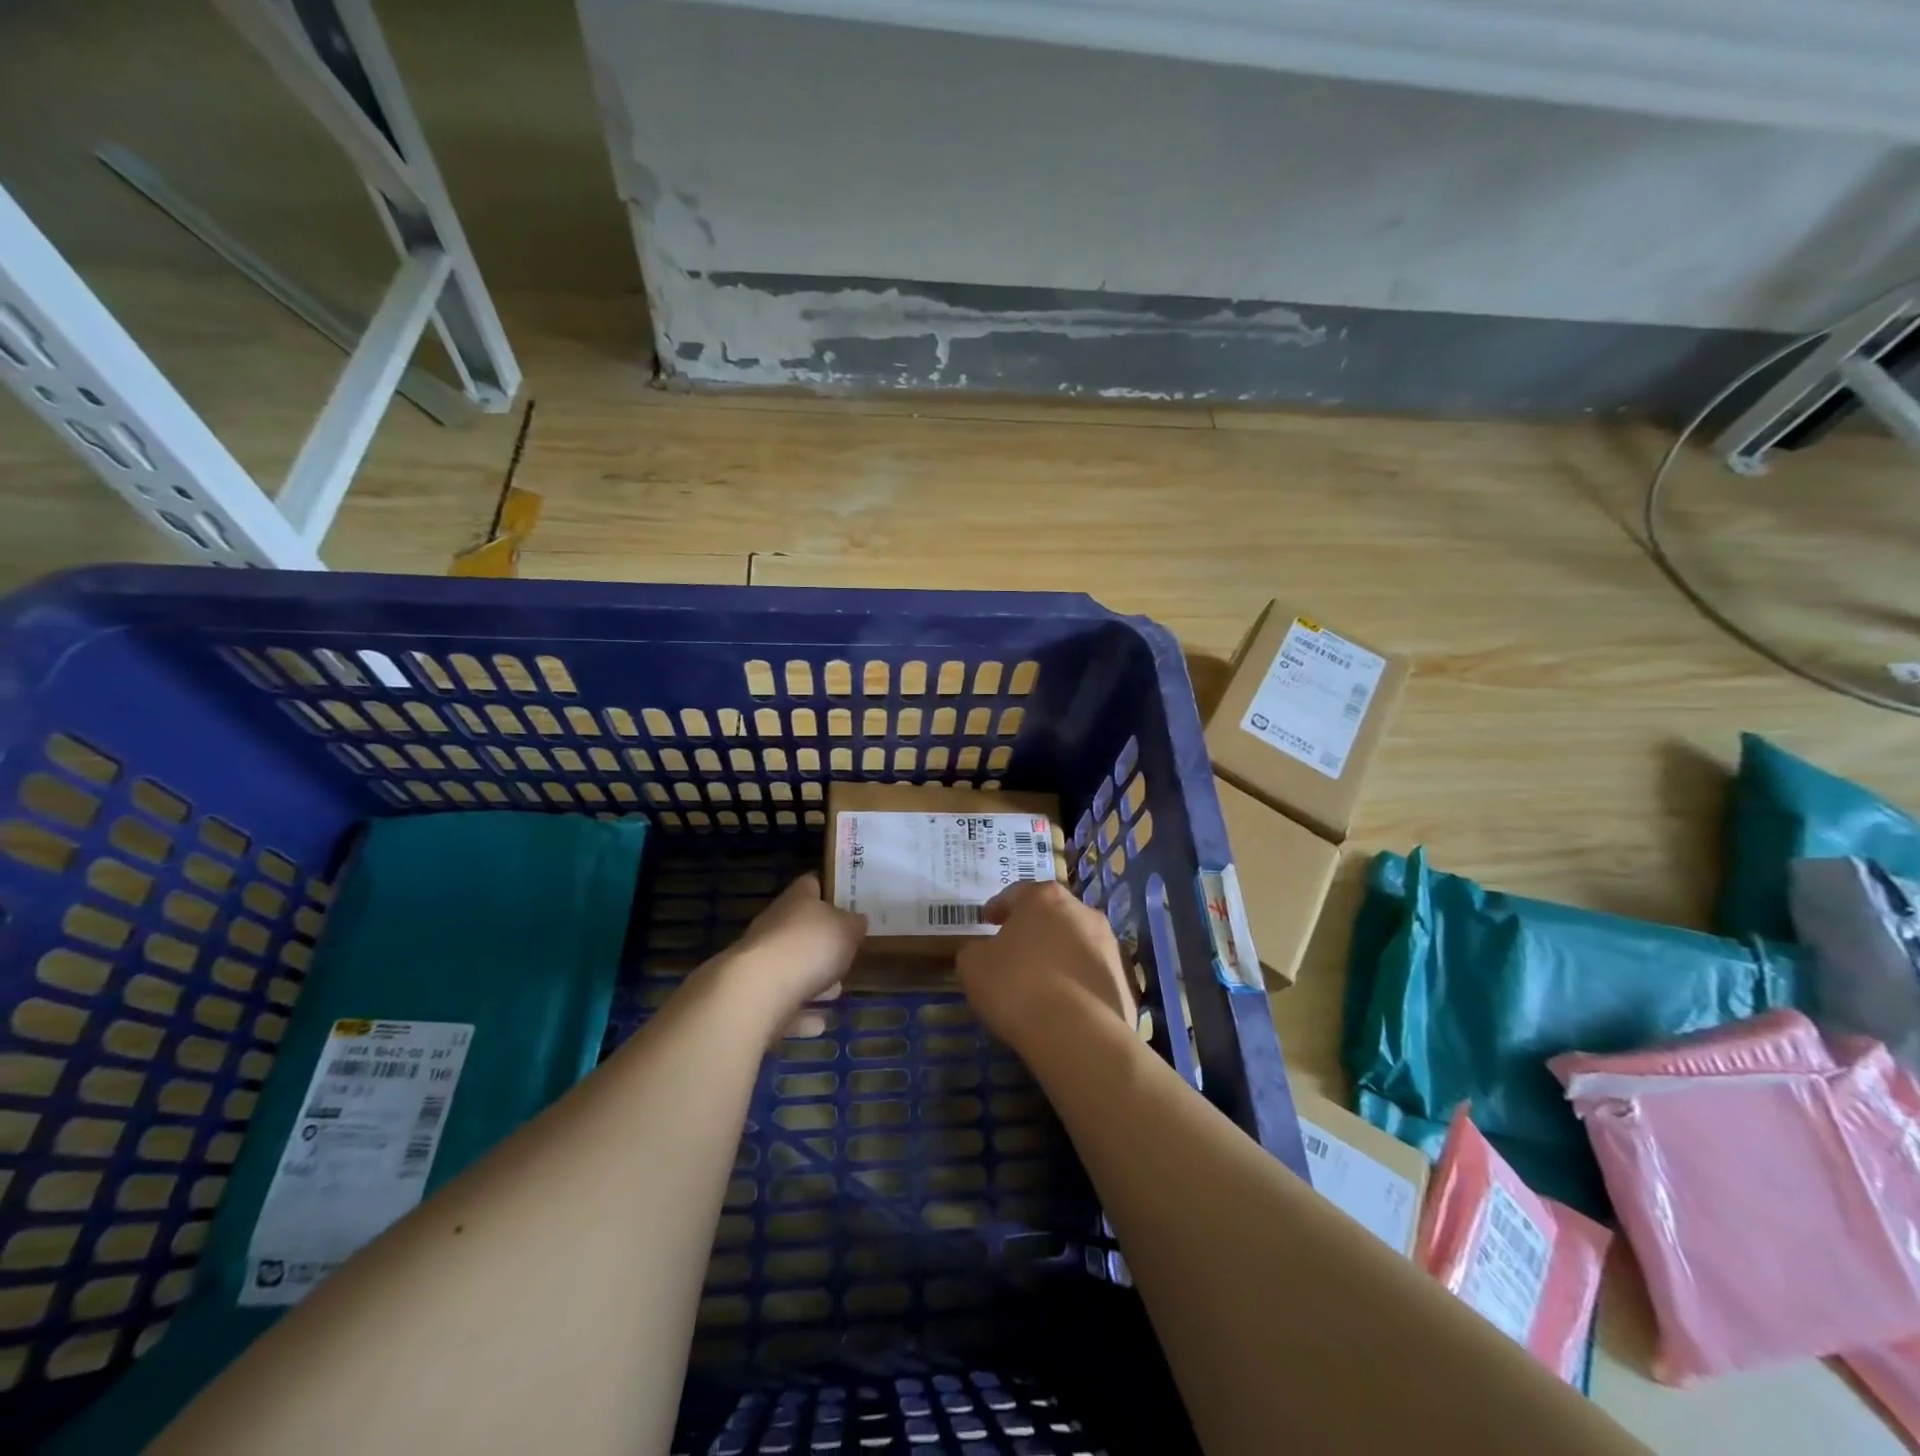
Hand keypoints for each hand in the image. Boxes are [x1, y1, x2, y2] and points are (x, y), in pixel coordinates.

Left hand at [718, 874, 864, 1037]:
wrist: (755, 993)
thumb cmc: (808, 947)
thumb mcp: (847, 930)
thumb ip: (853, 924)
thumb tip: (857, 920)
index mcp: (796, 900)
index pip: (810, 884)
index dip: (828, 888)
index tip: (847, 898)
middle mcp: (774, 926)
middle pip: (799, 927)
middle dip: (822, 941)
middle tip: (847, 951)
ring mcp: (759, 963)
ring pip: (791, 968)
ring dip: (812, 979)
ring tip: (837, 991)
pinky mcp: (753, 998)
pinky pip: (783, 1004)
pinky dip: (801, 1013)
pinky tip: (819, 1023)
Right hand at [955, 880, 1135, 1050]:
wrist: (1077, 1034)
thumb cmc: (1017, 986)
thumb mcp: (972, 966)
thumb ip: (975, 949)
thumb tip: (983, 950)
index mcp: (1044, 898)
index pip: (1016, 894)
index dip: (998, 907)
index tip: (987, 921)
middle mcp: (1082, 911)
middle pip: (1051, 913)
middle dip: (1032, 927)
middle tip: (1013, 948)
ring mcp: (1108, 945)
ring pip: (1075, 941)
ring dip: (1058, 953)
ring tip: (1039, 979)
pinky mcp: (1122, 979)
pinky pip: (1090, 973)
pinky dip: (1076, 980)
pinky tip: (1062, 1003)